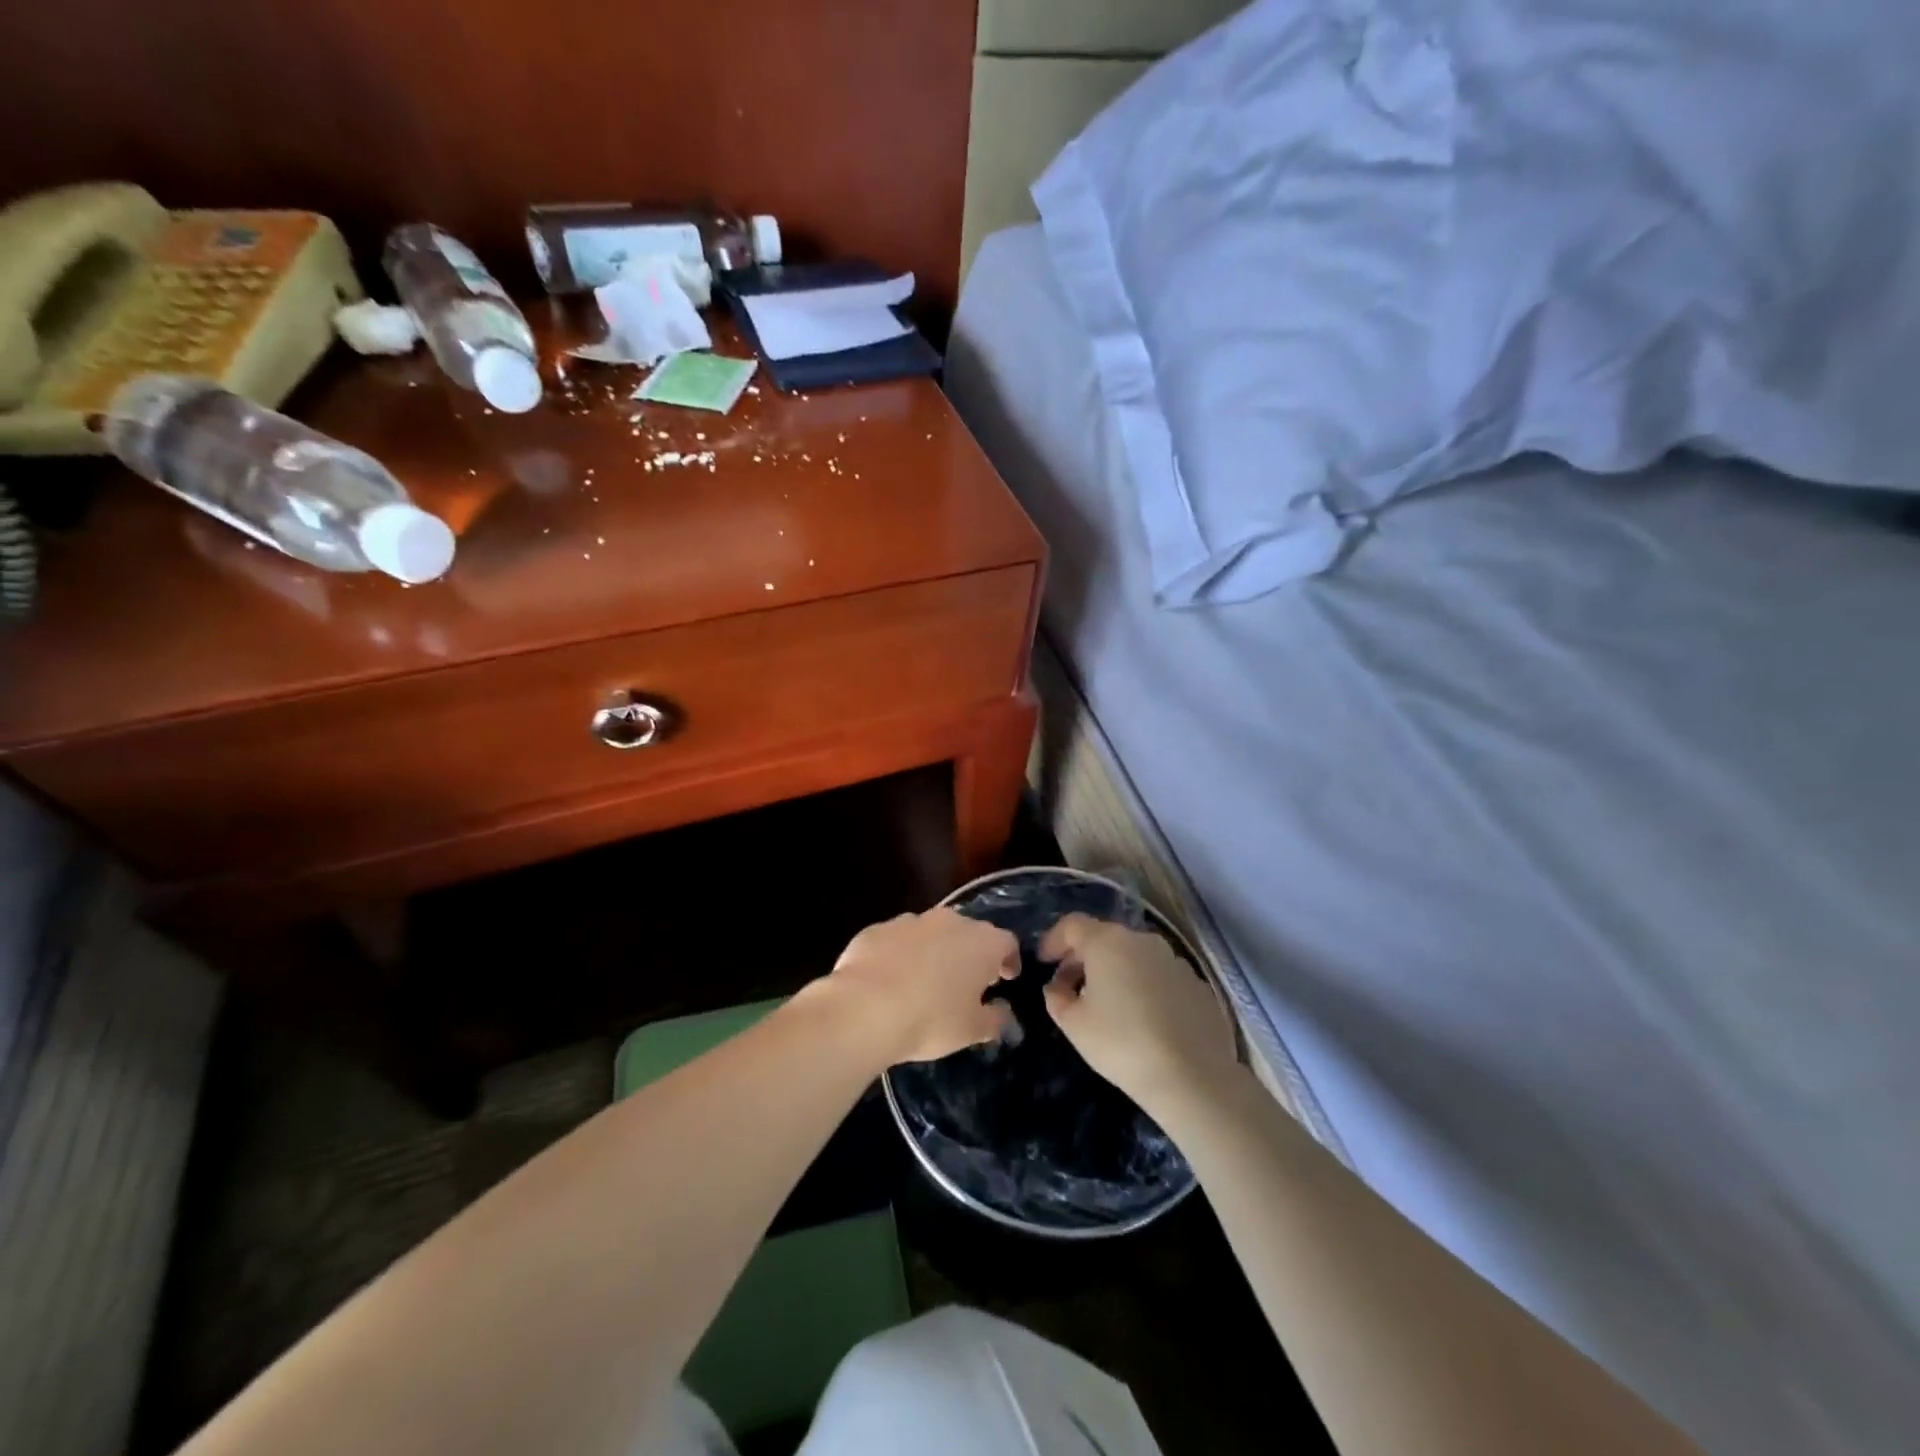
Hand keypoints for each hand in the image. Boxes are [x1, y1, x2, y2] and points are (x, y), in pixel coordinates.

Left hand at [827, 908, 1019, 1065]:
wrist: (865, 1008)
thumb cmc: (931, 1019)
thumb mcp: (972, 1030)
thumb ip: (994, 1019)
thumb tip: (1002, 1013)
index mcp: (982, 942)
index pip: (1007, 943)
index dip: (1009, 961)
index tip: (1005, 980)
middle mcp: (950, 921)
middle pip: (969, 933)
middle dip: (971, 954)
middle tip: (967, 983)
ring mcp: (910, 921)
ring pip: (931, 933)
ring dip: (934, 952)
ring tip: (925, 983)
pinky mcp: (877, 929)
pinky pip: (897, 940)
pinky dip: (900, 955)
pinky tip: (890, 982)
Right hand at [1040, 914, 1240, 1118]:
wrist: (1193, 1077)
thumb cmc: (1122, 1044)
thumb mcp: (1074, 1025)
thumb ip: (1057, 998)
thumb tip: (1057, 987)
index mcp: (1108, 942)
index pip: (1072, 925)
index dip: (1053, 940)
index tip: (1044, 962)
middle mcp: (1143, 941)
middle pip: (1104, 938)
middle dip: (1083, 957)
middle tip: (1069, 986)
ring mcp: (1175, 960)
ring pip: (1135, 956)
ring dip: (1115, 971)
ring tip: (1107, 1004)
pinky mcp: (1198, 984)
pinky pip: (1160, 976)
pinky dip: (1144, 987)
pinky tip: (1143, 1019)